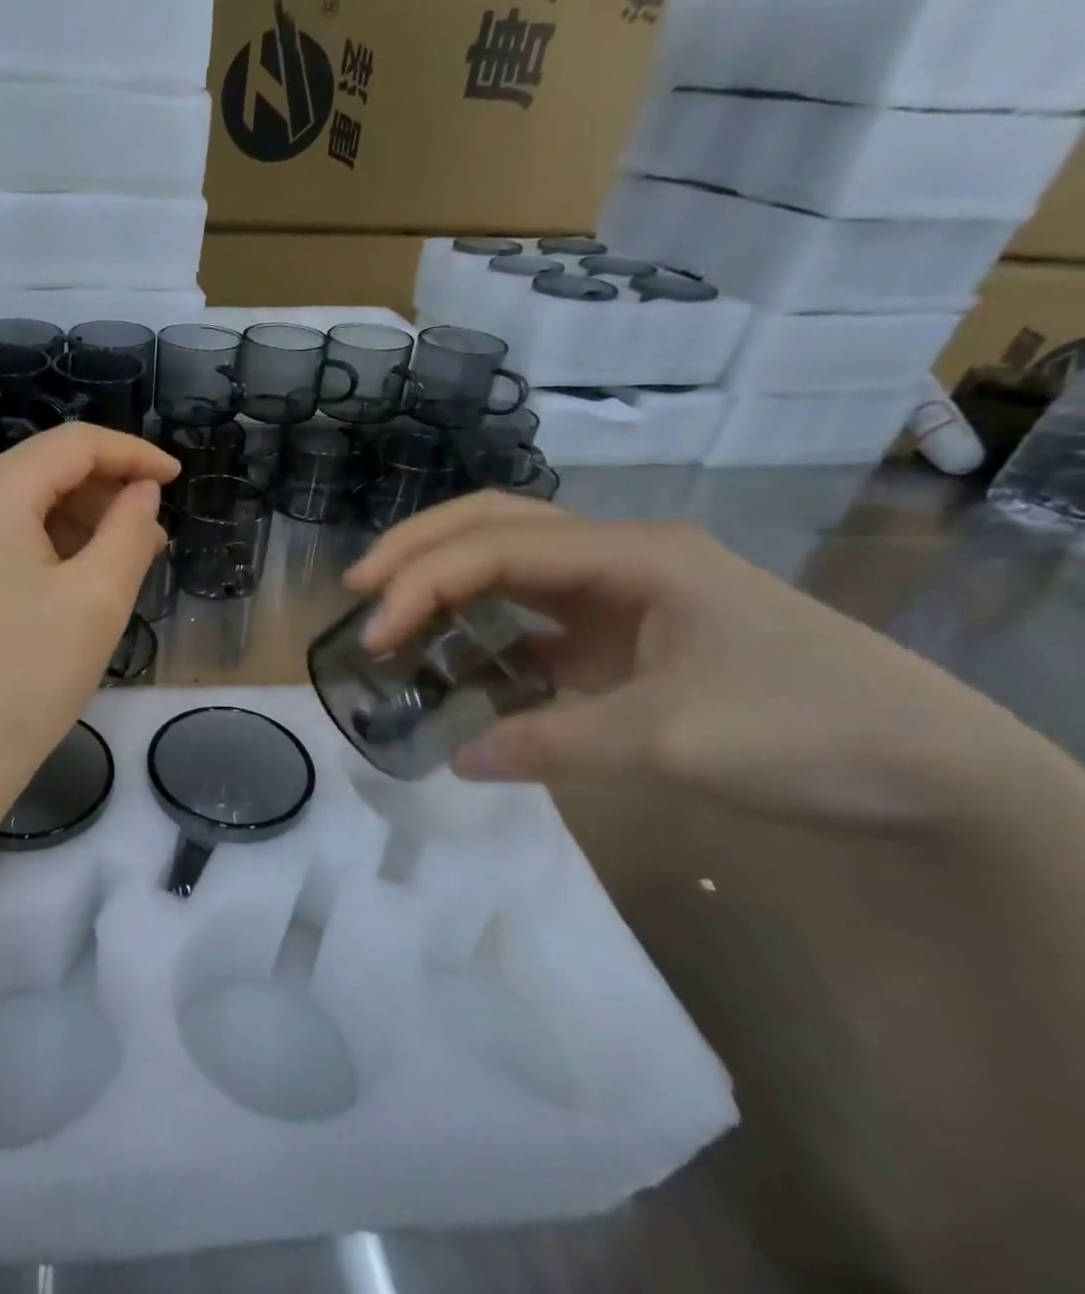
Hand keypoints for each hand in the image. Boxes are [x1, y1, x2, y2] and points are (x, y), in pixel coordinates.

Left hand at [0, 424, 178, 821]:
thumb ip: (130, 528)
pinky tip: (78, 577)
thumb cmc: (28, 675)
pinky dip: (46, 545)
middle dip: (106, 493)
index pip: (74, 445)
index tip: (178, 479)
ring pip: (24, 504)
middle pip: (44, 470)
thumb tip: (142, 491)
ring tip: (125, 560)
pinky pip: (1, 535)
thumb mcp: (98, 597)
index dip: (133, 454)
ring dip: (79, 521)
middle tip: (155, 535)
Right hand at [344, 492, 1045, 825]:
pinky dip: (483, 623)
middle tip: (359, 587)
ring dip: (445, 575)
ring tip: (389, 608)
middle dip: (419, 547)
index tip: (376, 635)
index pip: (499, 548)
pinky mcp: (625, 632)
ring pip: (511, 557)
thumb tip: (457, 759)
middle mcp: (620, 557)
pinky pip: (534, 611)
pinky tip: (456, 652)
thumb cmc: (811, 733)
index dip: (424, 583)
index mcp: (633, 556)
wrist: (934, 772)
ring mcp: (623, 592)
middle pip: (497, 521)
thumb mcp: (671, 743)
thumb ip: (551, 744)